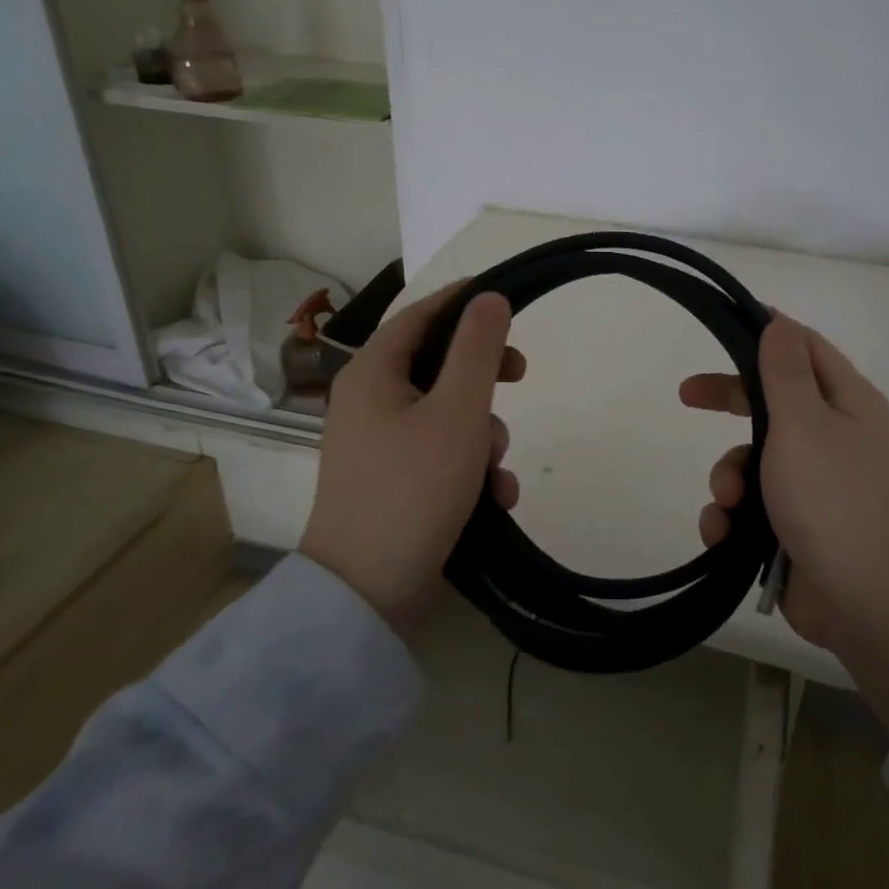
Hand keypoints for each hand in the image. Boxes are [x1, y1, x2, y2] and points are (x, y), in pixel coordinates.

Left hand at [300, 283, 523, 641]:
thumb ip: (477, 349)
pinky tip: (495, 498)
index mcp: (373, 373)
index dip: (463, 300)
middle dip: (484, 378)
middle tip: (520, 375)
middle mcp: (369, 401)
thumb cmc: (414, 487)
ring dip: (483, 435)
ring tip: (497, 471)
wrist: (368, 591)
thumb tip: (489, 297)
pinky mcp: (393, 481)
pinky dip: (470, 468)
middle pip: (437, 365)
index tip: (505, 297)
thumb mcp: (457, 410)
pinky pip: (440, 454)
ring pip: (446, 414)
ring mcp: (378, 445)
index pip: (421, 314)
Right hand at [681, 314, 888, 736]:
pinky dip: (731, 517)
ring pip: (752, 459)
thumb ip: (786, 371)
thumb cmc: (833, 499)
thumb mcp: (804, 424)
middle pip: (770, 401)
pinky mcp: (793, 525)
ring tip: (728, 503)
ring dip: (727, 477)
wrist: (867, 603)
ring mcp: (813, 484)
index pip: (804, 348)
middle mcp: (832, 436)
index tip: (724, 327)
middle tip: (686, 395)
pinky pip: (750, 506)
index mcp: (846, 402)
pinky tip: (722, 534)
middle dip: (727, 400)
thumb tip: (779, 322)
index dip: (766, 333)